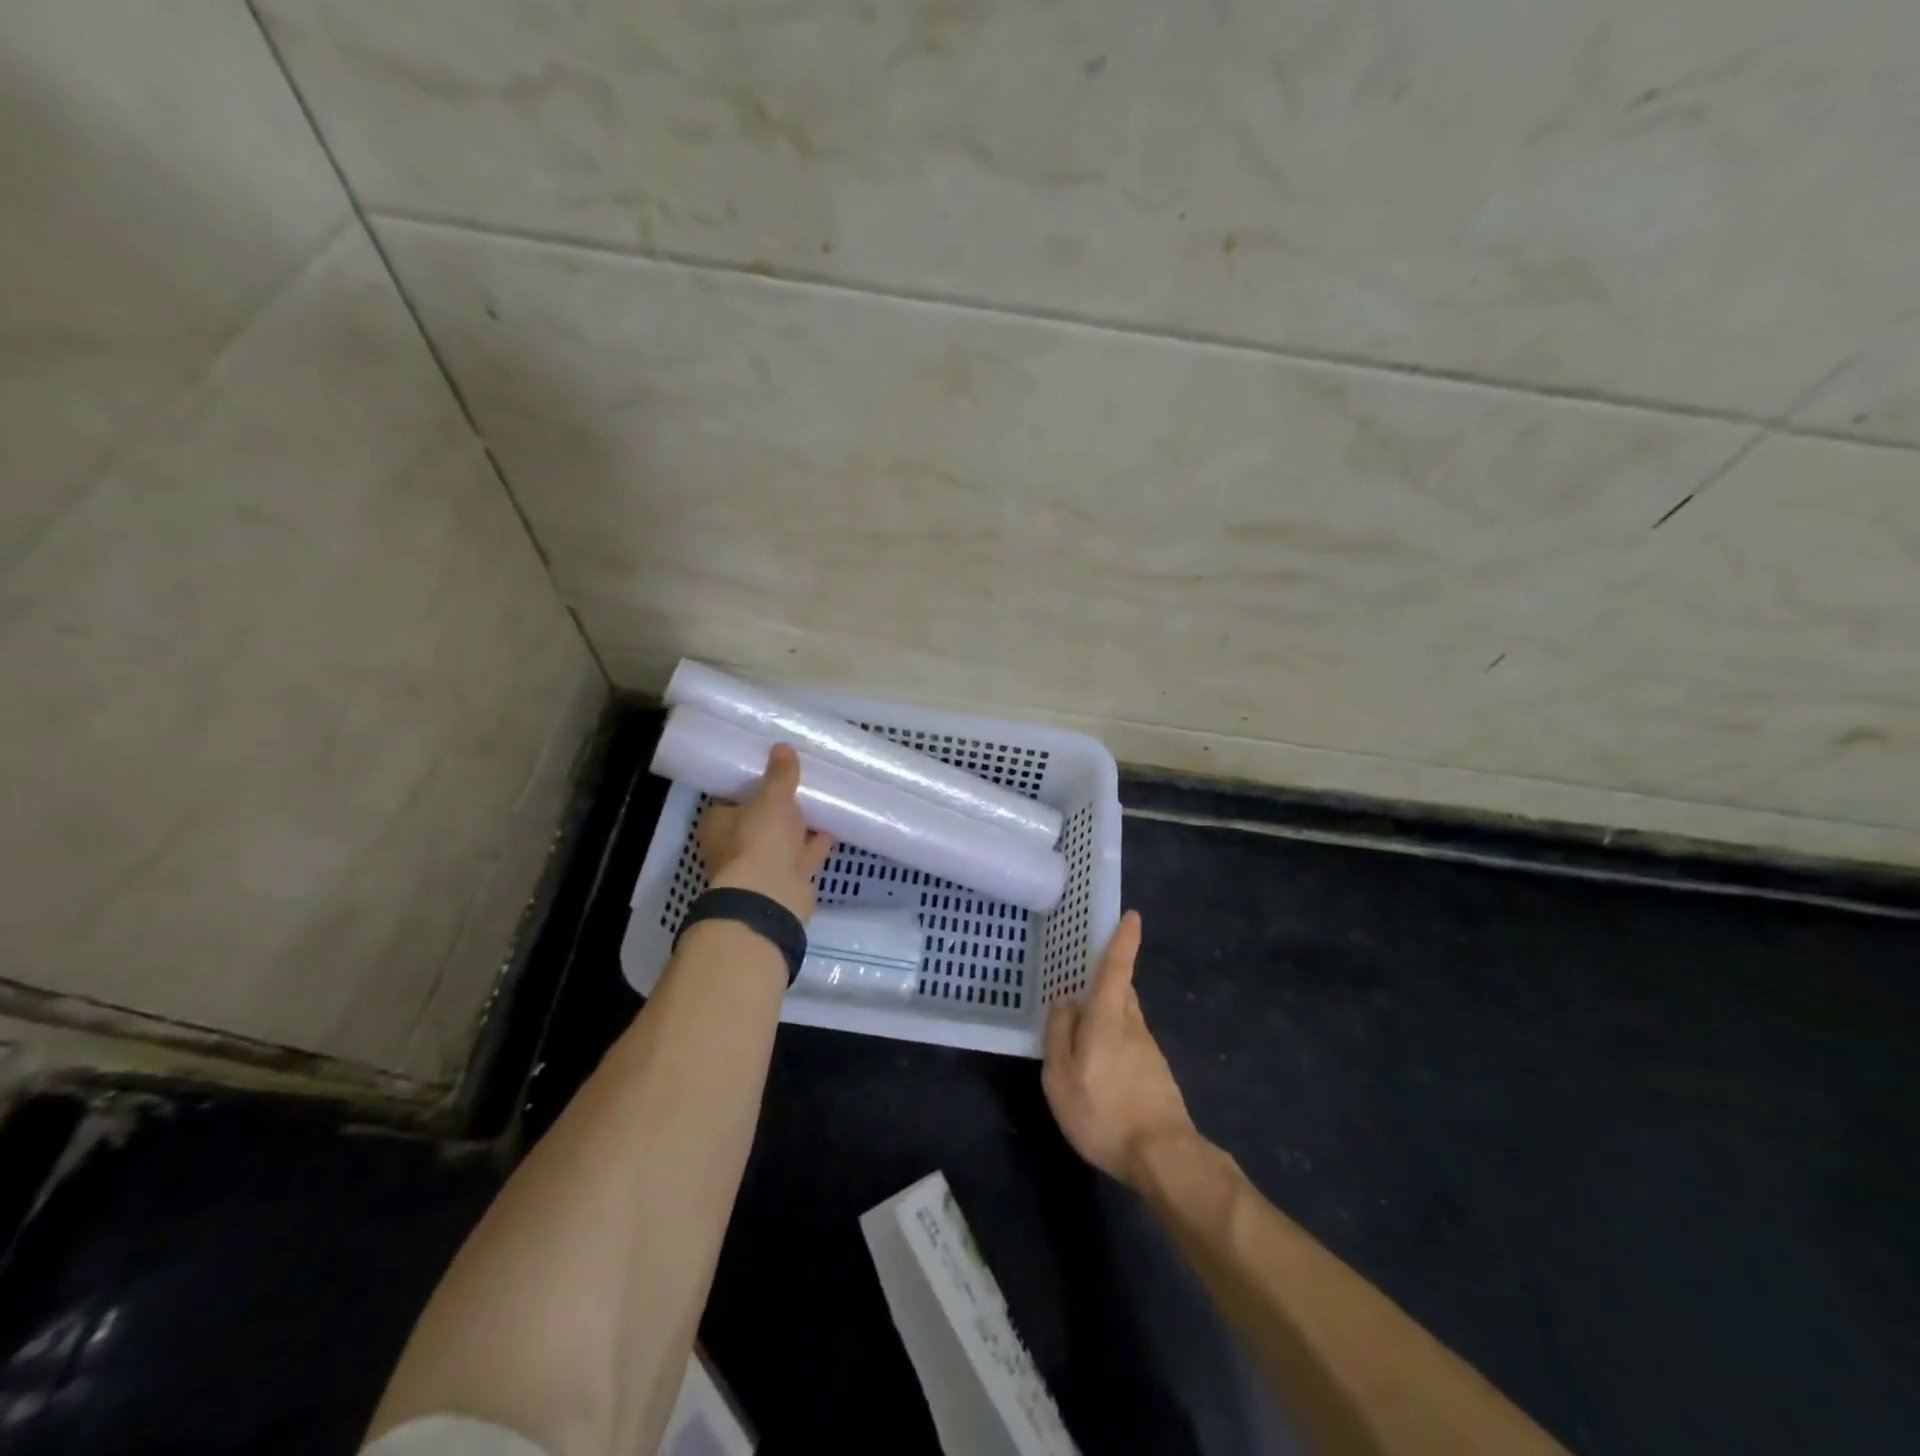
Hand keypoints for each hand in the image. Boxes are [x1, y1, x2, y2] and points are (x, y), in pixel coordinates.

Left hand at [698, 744, 835, 923]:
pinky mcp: (787, 879)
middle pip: (759, 819)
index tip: (771, 769)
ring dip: (800, 824)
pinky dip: (816, 842)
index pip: (732, 798)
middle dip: (779, 805)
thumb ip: (780, 774)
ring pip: (783, 838)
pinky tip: (834, 824)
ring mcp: (762, 864)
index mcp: (720, 823)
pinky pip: (804, 854)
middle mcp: (736, 845)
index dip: (750, 784)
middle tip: (801, 781)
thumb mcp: (772, 798)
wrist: (771, 896)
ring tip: (822, 798)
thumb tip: (781, 746)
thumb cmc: (759, 840)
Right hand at [1042, 911, 1198, 1191]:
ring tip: (1083, 1034)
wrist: (1163, 1157)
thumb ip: (1060, 1034)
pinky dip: (1115, 1043)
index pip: (1116, 969)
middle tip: (1083, 981)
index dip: (1123, 941)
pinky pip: (1130, 1043)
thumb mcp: (1061, 1077)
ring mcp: (1148, 1050)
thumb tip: (1065, 1001)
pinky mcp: (1156, 1074)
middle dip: (1108, 981)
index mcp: (1109, 1019)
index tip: (1132, 915)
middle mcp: (1133, 1025)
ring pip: (1126, 1018)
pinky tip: (1101, 1070)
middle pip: (1122, 991)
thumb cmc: (1104, 1112)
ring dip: (1108, 1015)